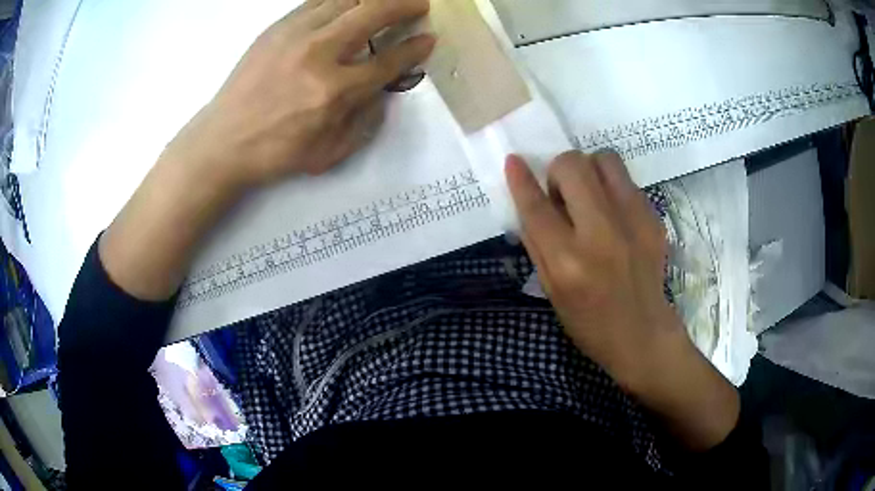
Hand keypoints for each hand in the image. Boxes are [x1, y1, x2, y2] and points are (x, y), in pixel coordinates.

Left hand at [100, 0, 433, 300]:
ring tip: (387, 1)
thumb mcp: (330, 153)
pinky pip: (317, 1)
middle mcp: (319, 54)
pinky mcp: (277, 28)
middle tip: (419, 4)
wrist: (223, 141)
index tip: (429, 39)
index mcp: (335, 92)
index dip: (415, 48)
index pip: (389, 60)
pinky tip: (350, 2)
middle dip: (405, 4)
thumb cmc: (276, 153)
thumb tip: (382, 89)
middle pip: (373, 13)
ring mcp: (295, 35)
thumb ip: (365, 122)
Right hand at [506, 151, 738, 450]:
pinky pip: (627, 180)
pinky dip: (612, 188)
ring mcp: (633, 222)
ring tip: (590, 194)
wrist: (643, 335)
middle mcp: (600, 234)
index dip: (521, 179)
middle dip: (559, 170)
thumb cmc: (588, 322)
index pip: (536, 206)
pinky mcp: (654, 219)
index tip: (513, 161)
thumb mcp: (551, 290)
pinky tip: (614, 214)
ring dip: (589, 169)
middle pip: (572, 166)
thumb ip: (537, 242)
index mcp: (567, 261)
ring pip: (605, 159)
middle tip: (563, 193)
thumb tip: (530, 198)